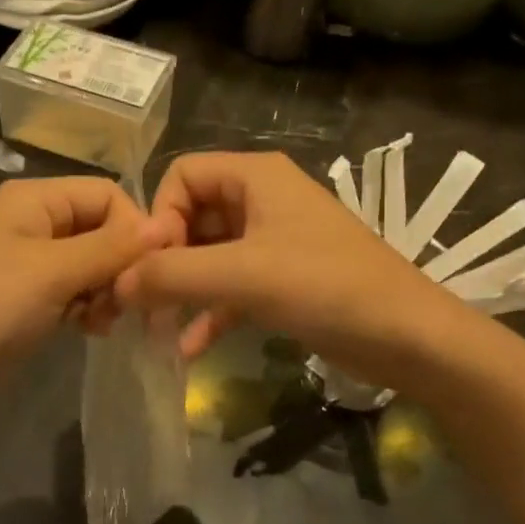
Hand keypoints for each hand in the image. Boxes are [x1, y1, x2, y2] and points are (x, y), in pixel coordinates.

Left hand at [0, 177, 160, 439]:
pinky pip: (72, 292)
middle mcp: (31, 223)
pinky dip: (87, 307)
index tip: (149, 273)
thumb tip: (167, 224)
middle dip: (121, 264)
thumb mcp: (51, 273)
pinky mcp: (24, 300)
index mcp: (33, 199)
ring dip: (106, 290)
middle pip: (101, 229)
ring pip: (91, 264)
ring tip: (102, 322)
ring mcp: (26, 264)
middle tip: (125, 305)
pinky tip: (89, 331)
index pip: (107, 194)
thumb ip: (111, 248)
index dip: (134, 229)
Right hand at [115, 151, 457, 384]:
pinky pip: (232, 285)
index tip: (152, 264)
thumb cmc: (325, 287)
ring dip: (183, 288)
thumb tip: (116, 282)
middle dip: (165, 259)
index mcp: (254, 175)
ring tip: (157, 328)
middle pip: (191, 216)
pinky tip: (190, 347)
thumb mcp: (242, 275)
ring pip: (209, 254)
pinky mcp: (282, 278)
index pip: (181, 176)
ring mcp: (272, 239)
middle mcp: (261, 198)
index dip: (159, 216)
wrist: (408, 337)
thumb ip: (172, 274)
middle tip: (145, 302)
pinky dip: (210, 310)